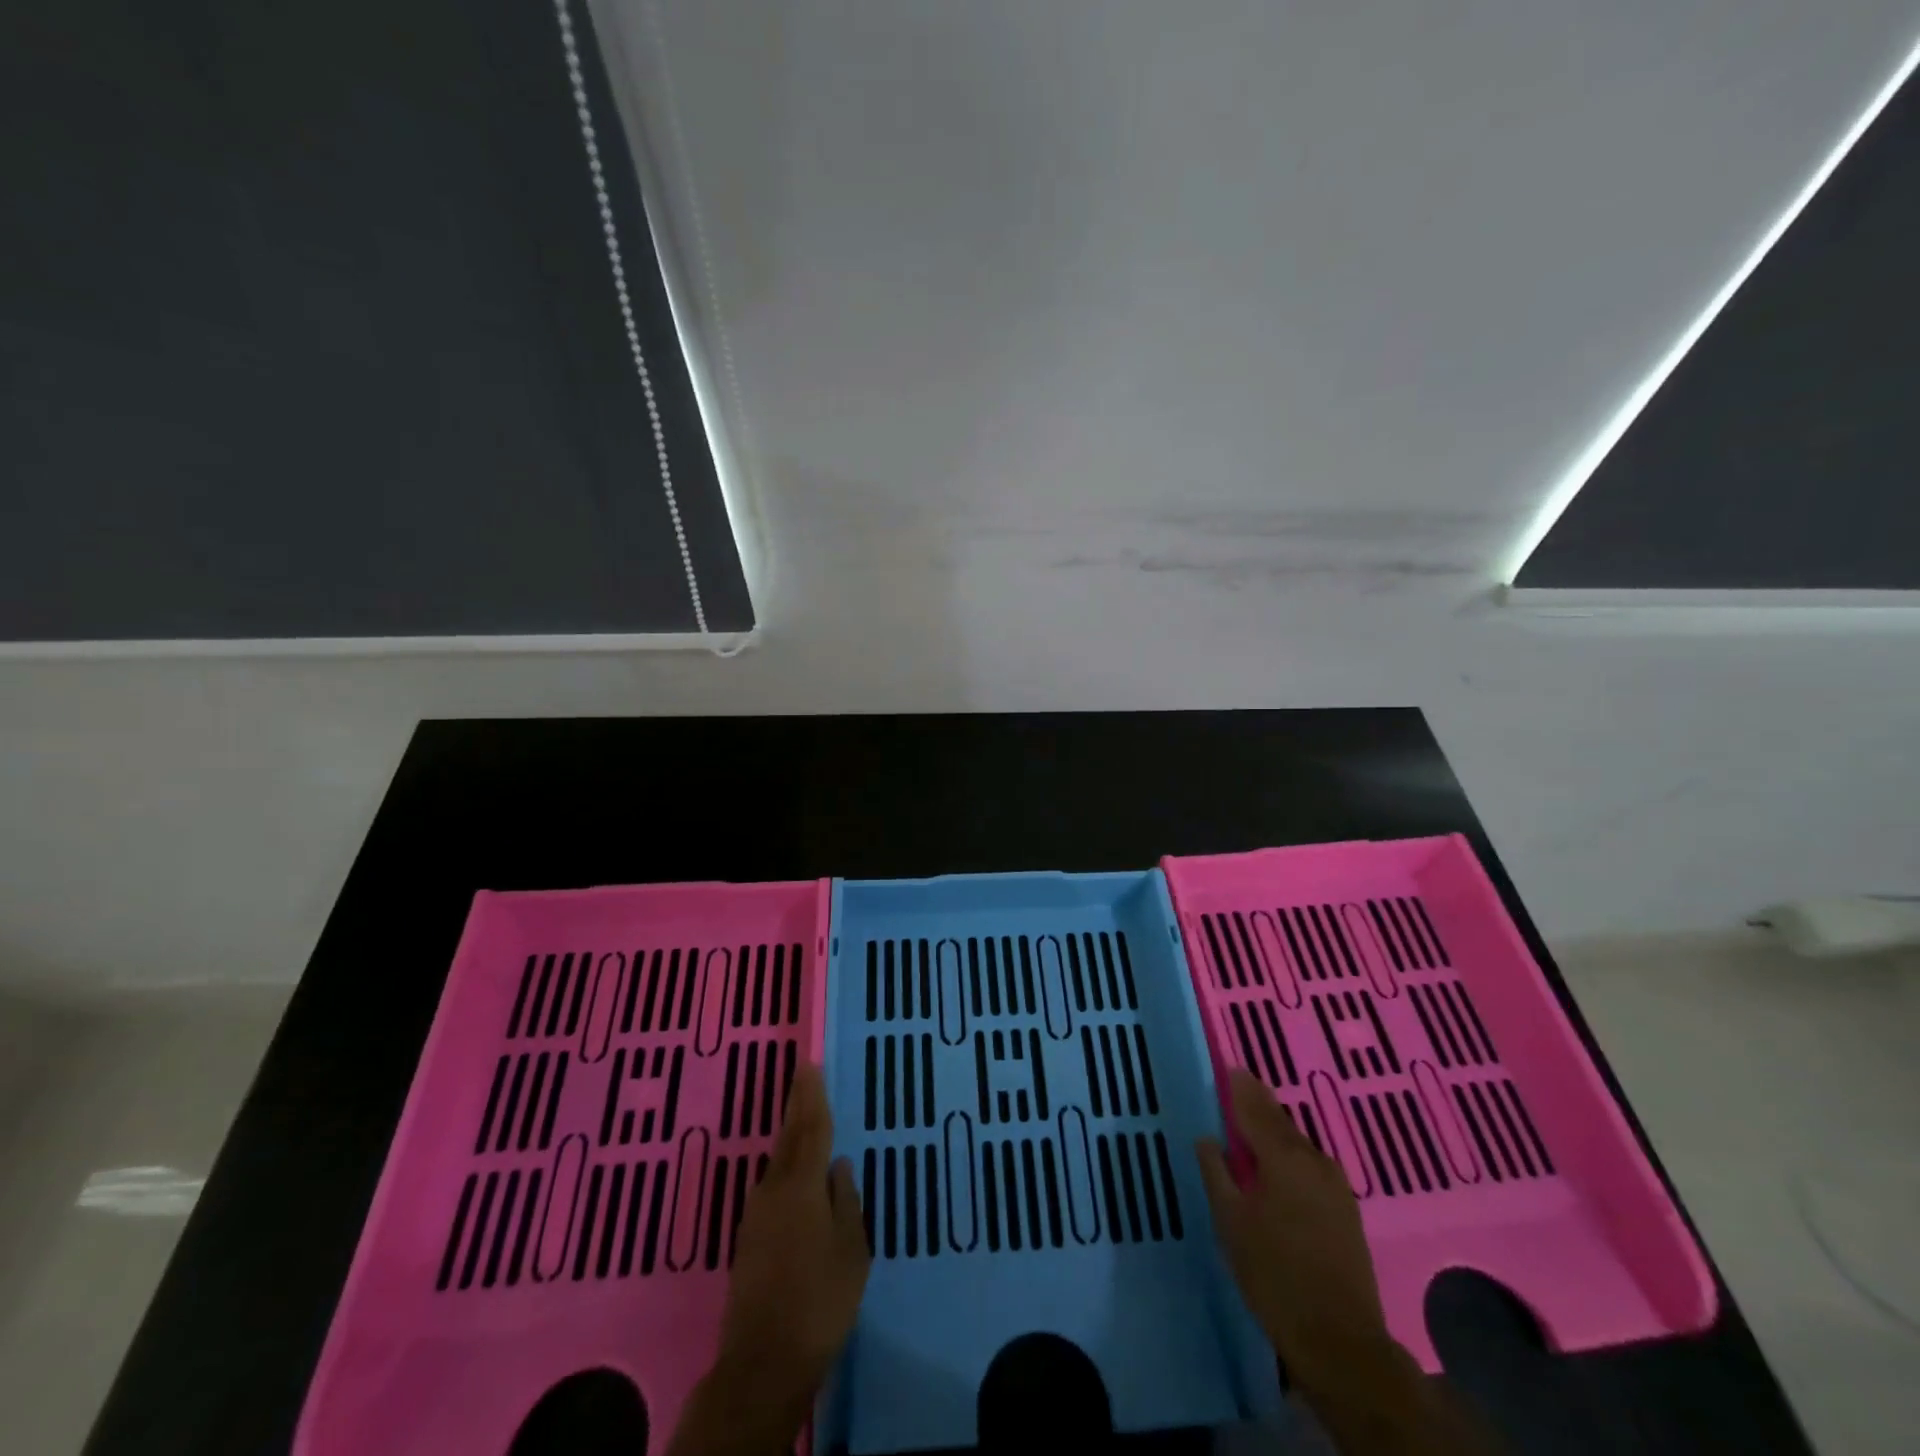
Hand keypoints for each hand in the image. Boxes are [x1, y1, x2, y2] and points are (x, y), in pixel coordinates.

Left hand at [719, 1061, 869, 1394]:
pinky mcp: (749, 1238)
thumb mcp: (851, 1250)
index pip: (810, 1129)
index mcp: (802, 1187)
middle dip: (797, 1105)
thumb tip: (838, 1165)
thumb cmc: (820, 1301)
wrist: (762, 1363)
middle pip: (789, 1138)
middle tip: (802, 1074)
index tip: (809, 1065)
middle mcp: (774, 1191)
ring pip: (778, 1161)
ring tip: (803, 1113)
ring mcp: (756, 1215)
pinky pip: (773, 1185)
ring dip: (791, 1134)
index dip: (811, 1097)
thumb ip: (846, 1202)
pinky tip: (794, 1170)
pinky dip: (786, 1165)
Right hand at [1197, 1067, 1395, 1398]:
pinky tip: (1279, 1164)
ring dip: (1275, 1130)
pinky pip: (1310, 1165)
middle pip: (1280, 1122)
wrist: (1340, 1341)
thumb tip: (1207, 1138)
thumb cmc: (1274, 1275)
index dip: (1239, 1087)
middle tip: (1238, 1086)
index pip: (1255, 1108)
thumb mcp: (1231, 1222)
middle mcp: (1313, 1160)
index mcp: (1283, 1157)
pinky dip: (1291, 1154)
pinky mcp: (1345, 1209)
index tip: (1228, 1066)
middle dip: (1258, 1103)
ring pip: (1298, 1144)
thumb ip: (1217, 1172)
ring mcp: (1335, 1185)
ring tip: (1253, 1124)